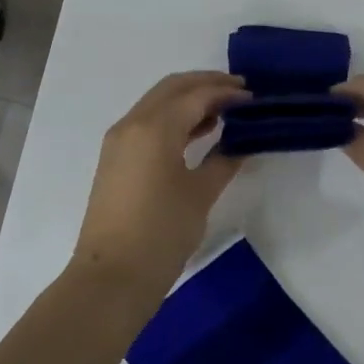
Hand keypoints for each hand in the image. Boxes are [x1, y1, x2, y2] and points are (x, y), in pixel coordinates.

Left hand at [70, 71, 249, 307]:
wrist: (110, 279)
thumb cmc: (160, 234)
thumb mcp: (200, 196)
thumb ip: (223, 161)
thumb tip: (241, 144)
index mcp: (154, 127)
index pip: (196, 94)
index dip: (226, 92)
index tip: (253, 97)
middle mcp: (133, 123)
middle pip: (172, 88)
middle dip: (206, 84)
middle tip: (238, 92)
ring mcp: (119, 140)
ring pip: (158, 102)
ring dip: (188, 100)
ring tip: (224, 112)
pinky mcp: (115, 158)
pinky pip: (147, 122)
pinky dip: (173, 118)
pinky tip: (198, 133)